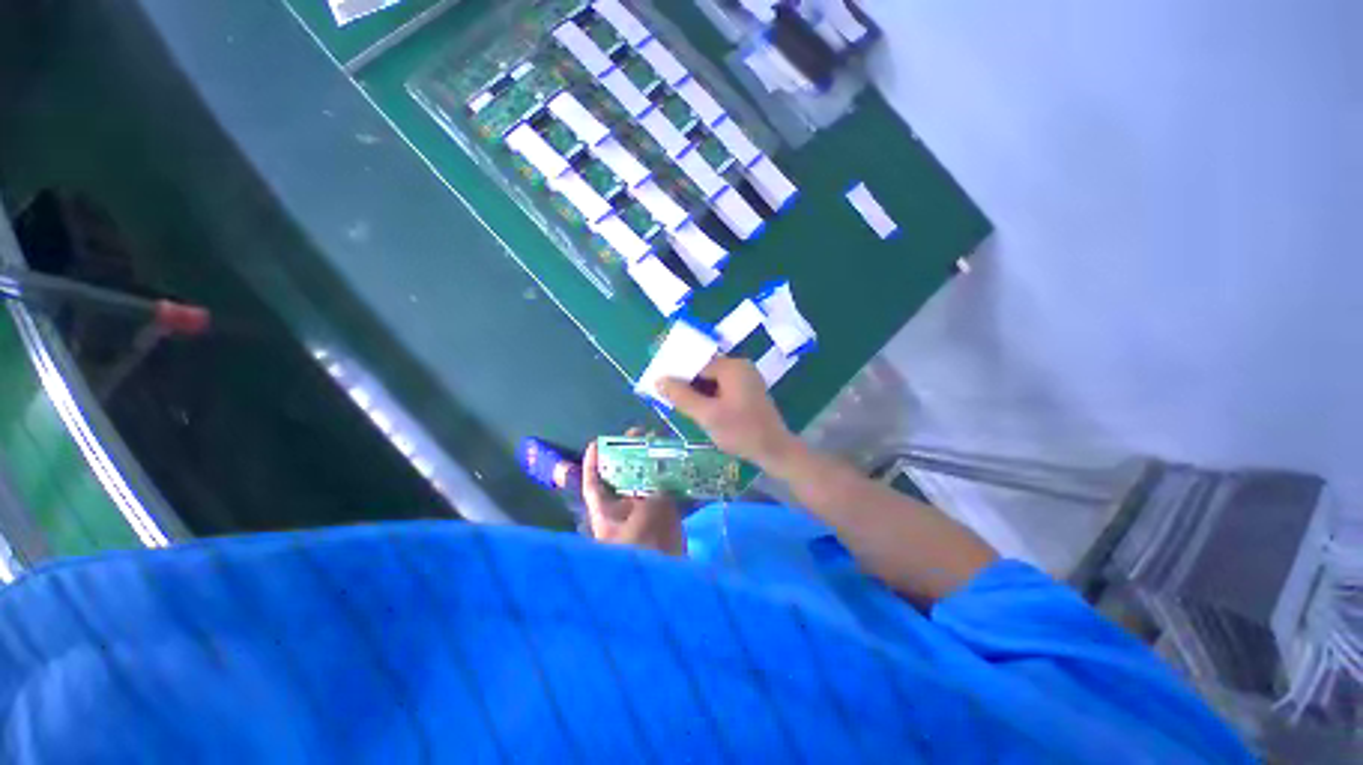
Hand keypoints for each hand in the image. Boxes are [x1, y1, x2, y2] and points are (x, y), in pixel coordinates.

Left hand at [583, 440, 685, 554]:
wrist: (664, 580)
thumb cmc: (644, 550)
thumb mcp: (648, 517)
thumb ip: (656, 493)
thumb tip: (662, 476)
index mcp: (607, 511)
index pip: (594, 483)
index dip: (593, 463)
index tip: (597, 443)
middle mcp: (623, 509)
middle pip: (623, 477)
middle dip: (631, 456)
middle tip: (643, 435)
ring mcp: (643, 513)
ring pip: (645, 483)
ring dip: (654, 466)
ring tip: (663, 445)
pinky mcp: (661, 518)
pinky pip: (665, 493)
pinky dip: (672, 481)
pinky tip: (681, 466)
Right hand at [656, 356, 801, 471]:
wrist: (775, 451)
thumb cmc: (741, 432)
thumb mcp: (707, 415)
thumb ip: (682, 397)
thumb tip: (659, 380)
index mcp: (732, 367)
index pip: (696, 362)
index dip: (676, 373)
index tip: (659, 385)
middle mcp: (740, 366)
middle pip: (704, 369)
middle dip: (686, 382)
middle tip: (667, 398)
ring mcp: (745, 378)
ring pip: (711, 379)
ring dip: (696, 391)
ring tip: (680, 405)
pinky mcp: (747, 390)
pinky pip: (721, 387)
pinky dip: (708, 396)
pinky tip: (699, 409)